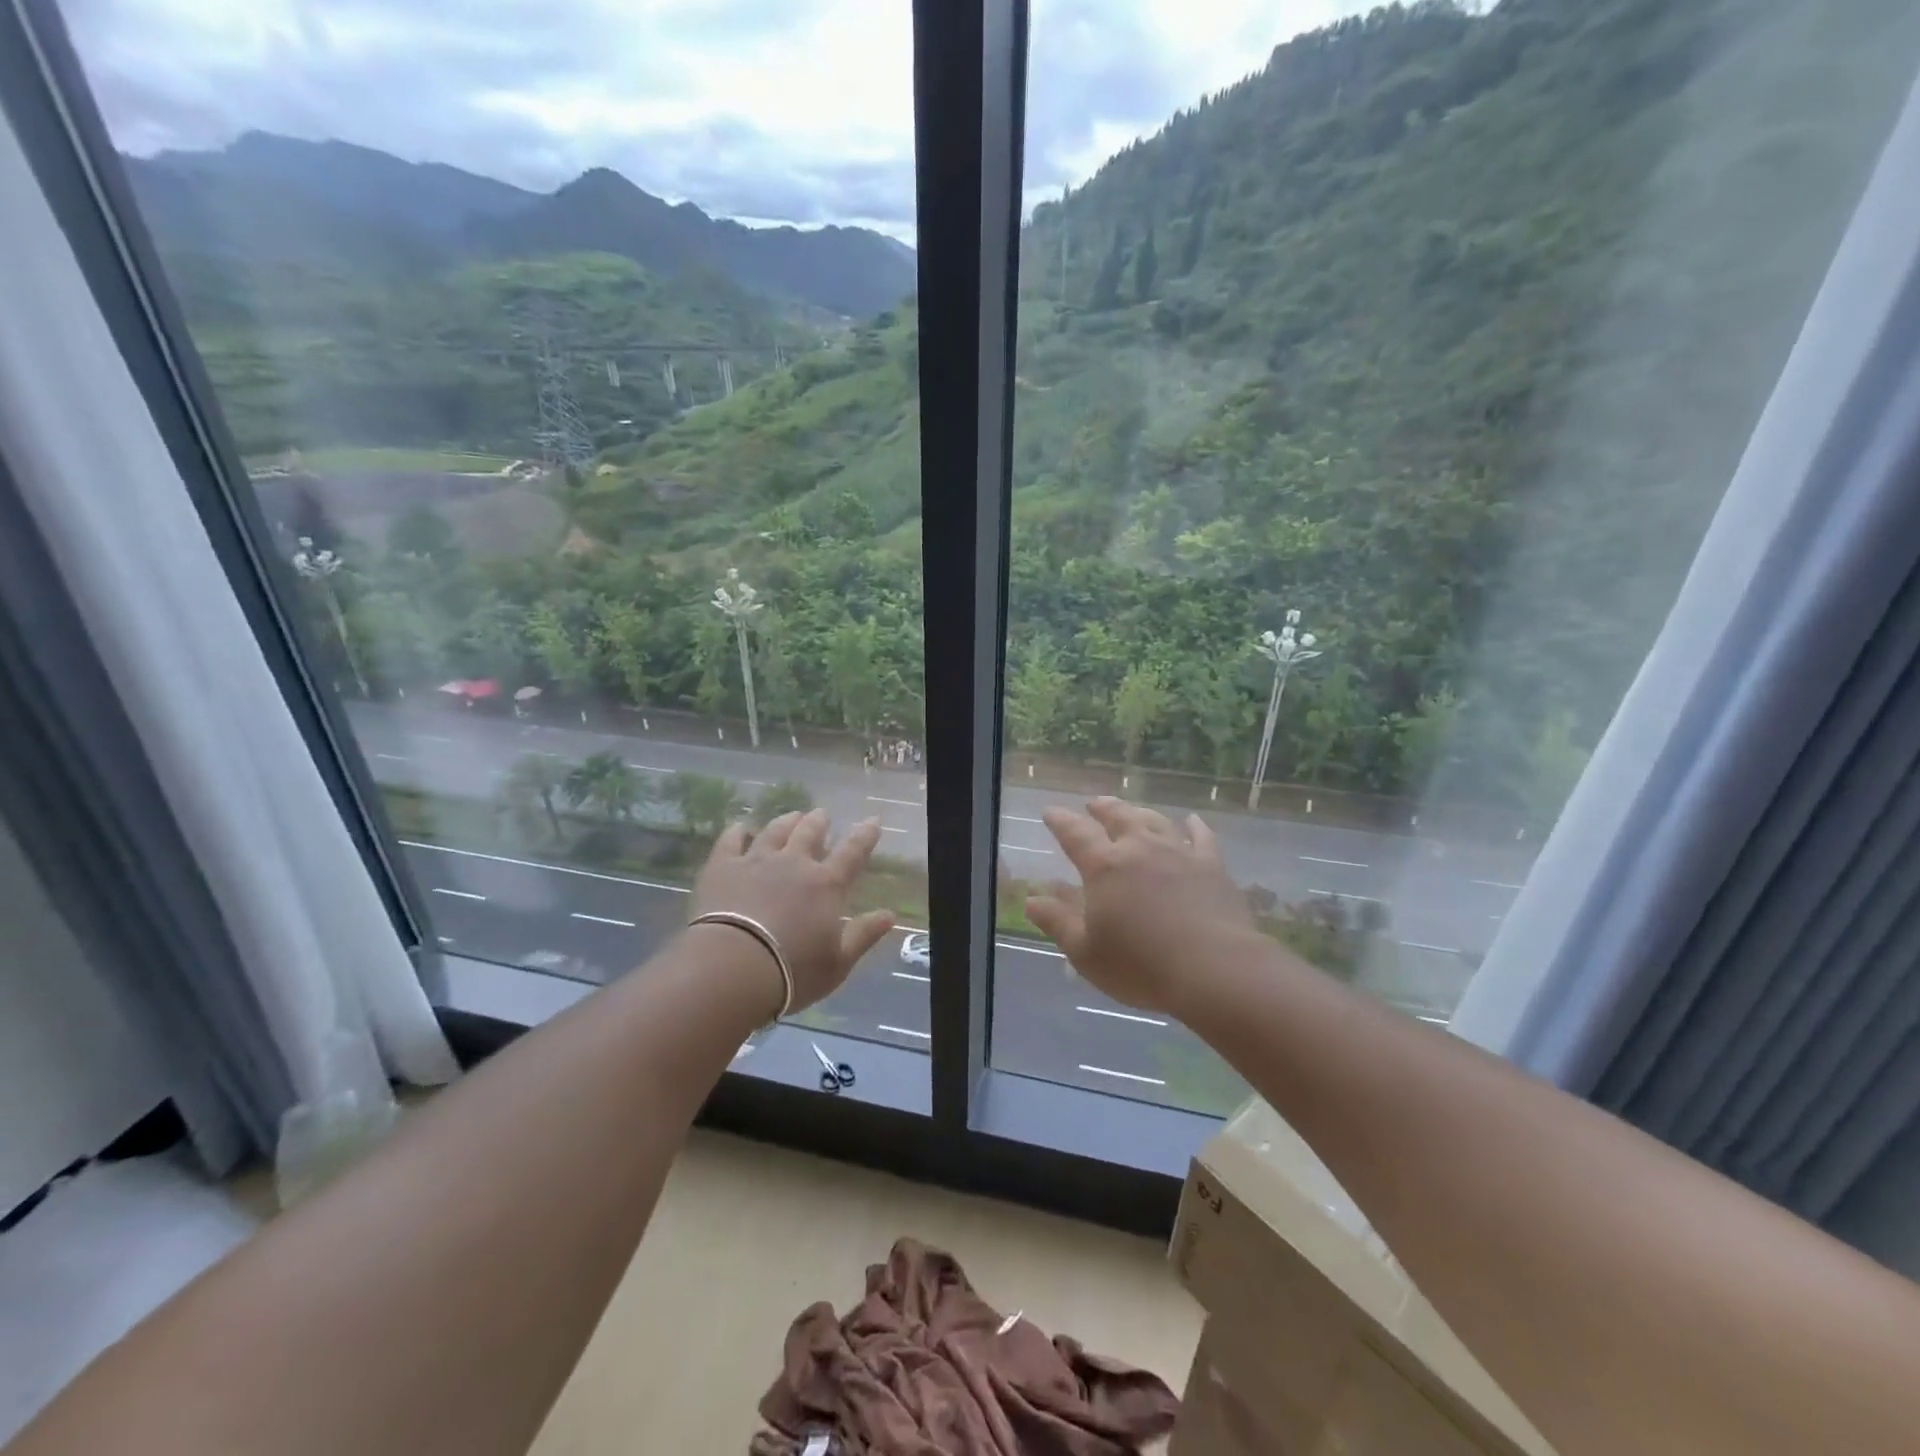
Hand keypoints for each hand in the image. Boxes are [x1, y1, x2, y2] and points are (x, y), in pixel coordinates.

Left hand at [692, 808, 893, 1010]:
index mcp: (826, 884)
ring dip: (786, 821)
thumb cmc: (792, 971)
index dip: (865, 836)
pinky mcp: (722, 867)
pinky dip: (737, 831)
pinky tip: (740, 827)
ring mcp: (756, 861)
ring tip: (791, 815)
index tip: (873, 820)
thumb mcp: (838, 962)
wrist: (732, 968)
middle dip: (819, 822)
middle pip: (809, 832)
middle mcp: (794, 863)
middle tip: (822, 815)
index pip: (853, 852)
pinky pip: (730, 841)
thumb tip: (890, 915)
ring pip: (774, 831)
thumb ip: (864, 935)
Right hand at [1026, 798, 1256, 1015]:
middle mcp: (1140, 848)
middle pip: (1118, 816)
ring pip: (1155, 820)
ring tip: (1131, 811)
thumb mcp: (1086, 952)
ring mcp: (1179, 853)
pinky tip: (1191, 821)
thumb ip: (1057, 921)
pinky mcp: (1212, 866)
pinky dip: (1194, 826)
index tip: (1050, 812)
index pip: (1075, 834)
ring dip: (1139, 812)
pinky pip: (1201, 836)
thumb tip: (1032, 899)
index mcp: (1105, 867)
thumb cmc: (1141, 965)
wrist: (1214, 969)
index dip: (1060, 821)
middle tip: (1092, 805)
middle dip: (1101, 808)